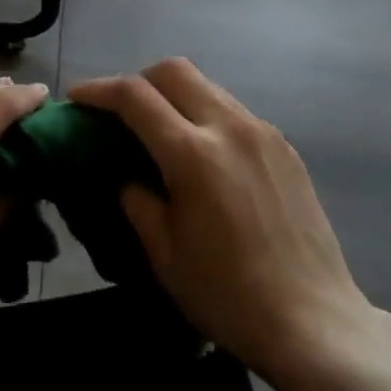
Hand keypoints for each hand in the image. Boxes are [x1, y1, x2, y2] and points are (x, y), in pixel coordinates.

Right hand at [70, 59, 373, 383]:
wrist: (313, 320)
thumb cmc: (228, 295)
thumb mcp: (164, 253)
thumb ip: (136, 200)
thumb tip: (127, 174)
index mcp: (193, 154)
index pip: (134, 96)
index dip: (98, 90)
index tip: (77, 99)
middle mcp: (230, 127)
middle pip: (174, 70)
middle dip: (137, 80)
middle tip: (119, 110)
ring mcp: (263, 132)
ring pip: (208, 86)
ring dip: (174, 95)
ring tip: (159, 130)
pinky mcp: (285, 146)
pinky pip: (234, 111)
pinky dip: (206, 115)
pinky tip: (203, 153)